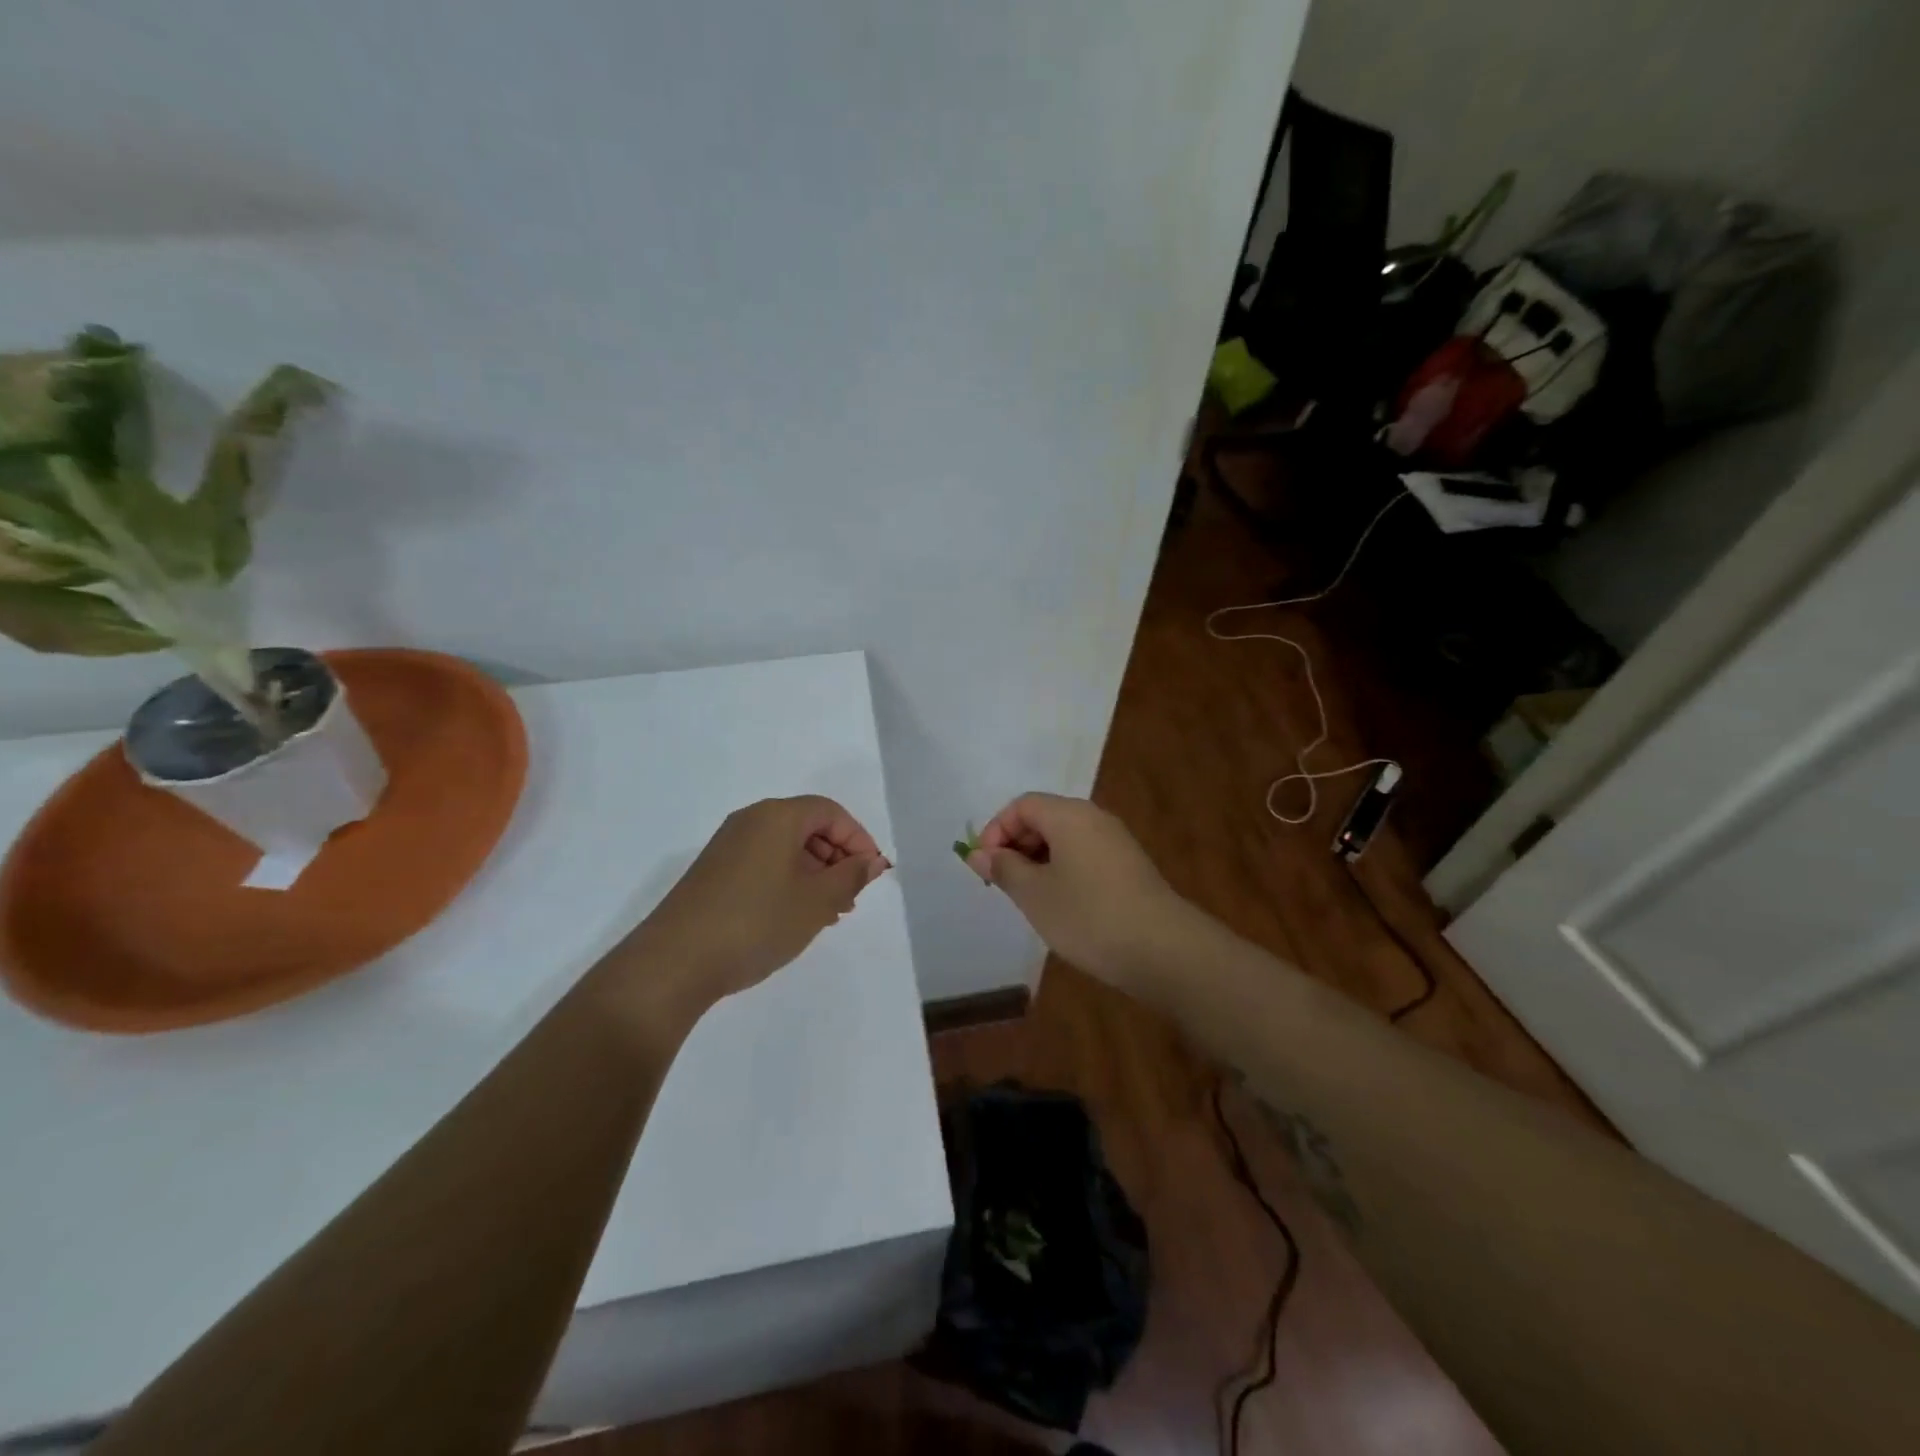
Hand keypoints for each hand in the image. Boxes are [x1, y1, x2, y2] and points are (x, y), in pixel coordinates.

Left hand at [626, 796, 889, 1010]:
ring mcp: (727, 847)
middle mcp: (750, 821)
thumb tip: (871, 861)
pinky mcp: (713, 873)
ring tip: (829, 913)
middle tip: (852, 897)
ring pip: (786, 849)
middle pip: (808, 826)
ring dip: (815, 874)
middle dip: (837, 858)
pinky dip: (788, 883)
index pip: (831, 812)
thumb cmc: (756, 922)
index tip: (872, 875)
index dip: (859, 839)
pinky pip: (764, 865)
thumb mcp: (817, 902)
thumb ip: (851, 876)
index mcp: (777, 816)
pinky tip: (795, 918)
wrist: (674, 963)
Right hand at [965, 793, 1193, 989]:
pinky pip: (1084, 856)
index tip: (986, 867)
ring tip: (1029, 899)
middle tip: (1002, 884)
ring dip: (1039, 862)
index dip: (996, 830)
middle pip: (1044, 817)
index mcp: (1069, 815)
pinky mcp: (1129, 867)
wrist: (1163, 950)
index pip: (1022, 805)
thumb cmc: (1088, 916)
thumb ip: (1003, 868)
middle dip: (1016, 846)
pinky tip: (1061, 906)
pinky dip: (1063, 871)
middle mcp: (1094, 818)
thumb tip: (978, 853)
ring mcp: (1116, 842)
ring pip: (1065, 839)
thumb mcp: (1034, 894)